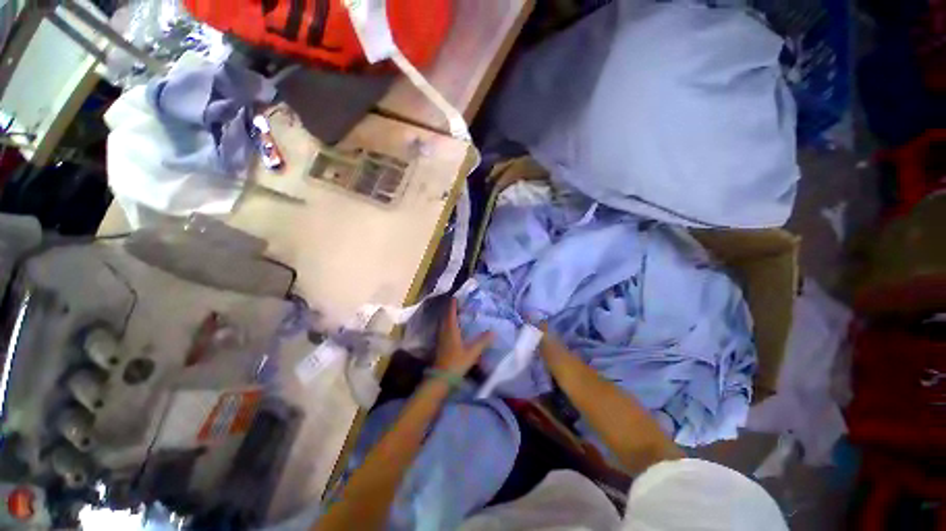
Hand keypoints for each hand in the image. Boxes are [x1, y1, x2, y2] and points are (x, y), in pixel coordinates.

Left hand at [434, 298, 493, 375]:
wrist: (441, 378)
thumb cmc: (456, 363)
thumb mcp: (472, 352)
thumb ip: (482, 341)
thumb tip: (493, 331)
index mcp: (451, 330)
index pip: (450, 313)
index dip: (452, 305)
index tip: (455, 297)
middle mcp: (443, 331)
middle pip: (445, 317)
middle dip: (450, 309)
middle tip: (456, 304)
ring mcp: (440, 339)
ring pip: (443, 323)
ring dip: (447, 317)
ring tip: (454, 314)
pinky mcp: (439, 346)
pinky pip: (442, 330)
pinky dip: (447, 325)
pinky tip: (452, 329)